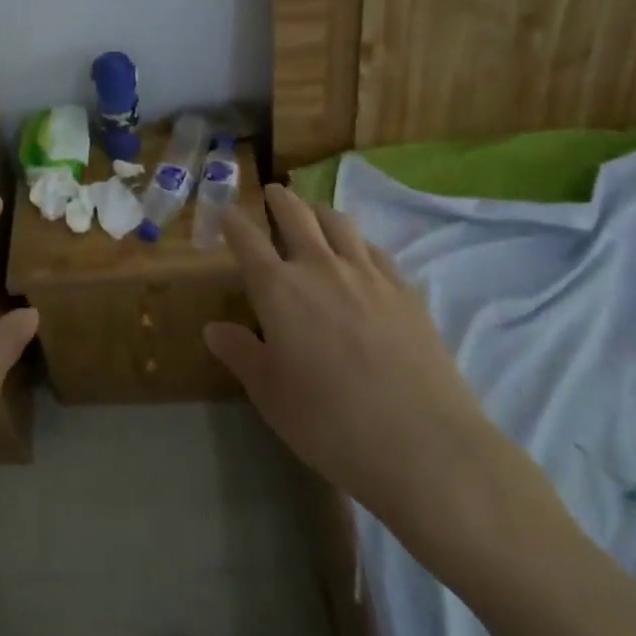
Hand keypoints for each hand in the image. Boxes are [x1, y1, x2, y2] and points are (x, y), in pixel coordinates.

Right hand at [205, 185, 540, 564]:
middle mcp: (320, 267)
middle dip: (280, 200)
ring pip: (339, 223)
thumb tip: (213, 327)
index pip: (248, 242)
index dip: (234, 223)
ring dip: (319, 210)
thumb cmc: (330, 424)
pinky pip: (375, 249)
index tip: (227, 213)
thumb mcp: (271, 396)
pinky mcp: (404, 289)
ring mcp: (367, 274)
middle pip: (296, 216)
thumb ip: (242, 354)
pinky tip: (361, 252)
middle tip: (273, 192)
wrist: (423, 443)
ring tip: (314, 212)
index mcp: (279, 290)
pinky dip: (359, 240)